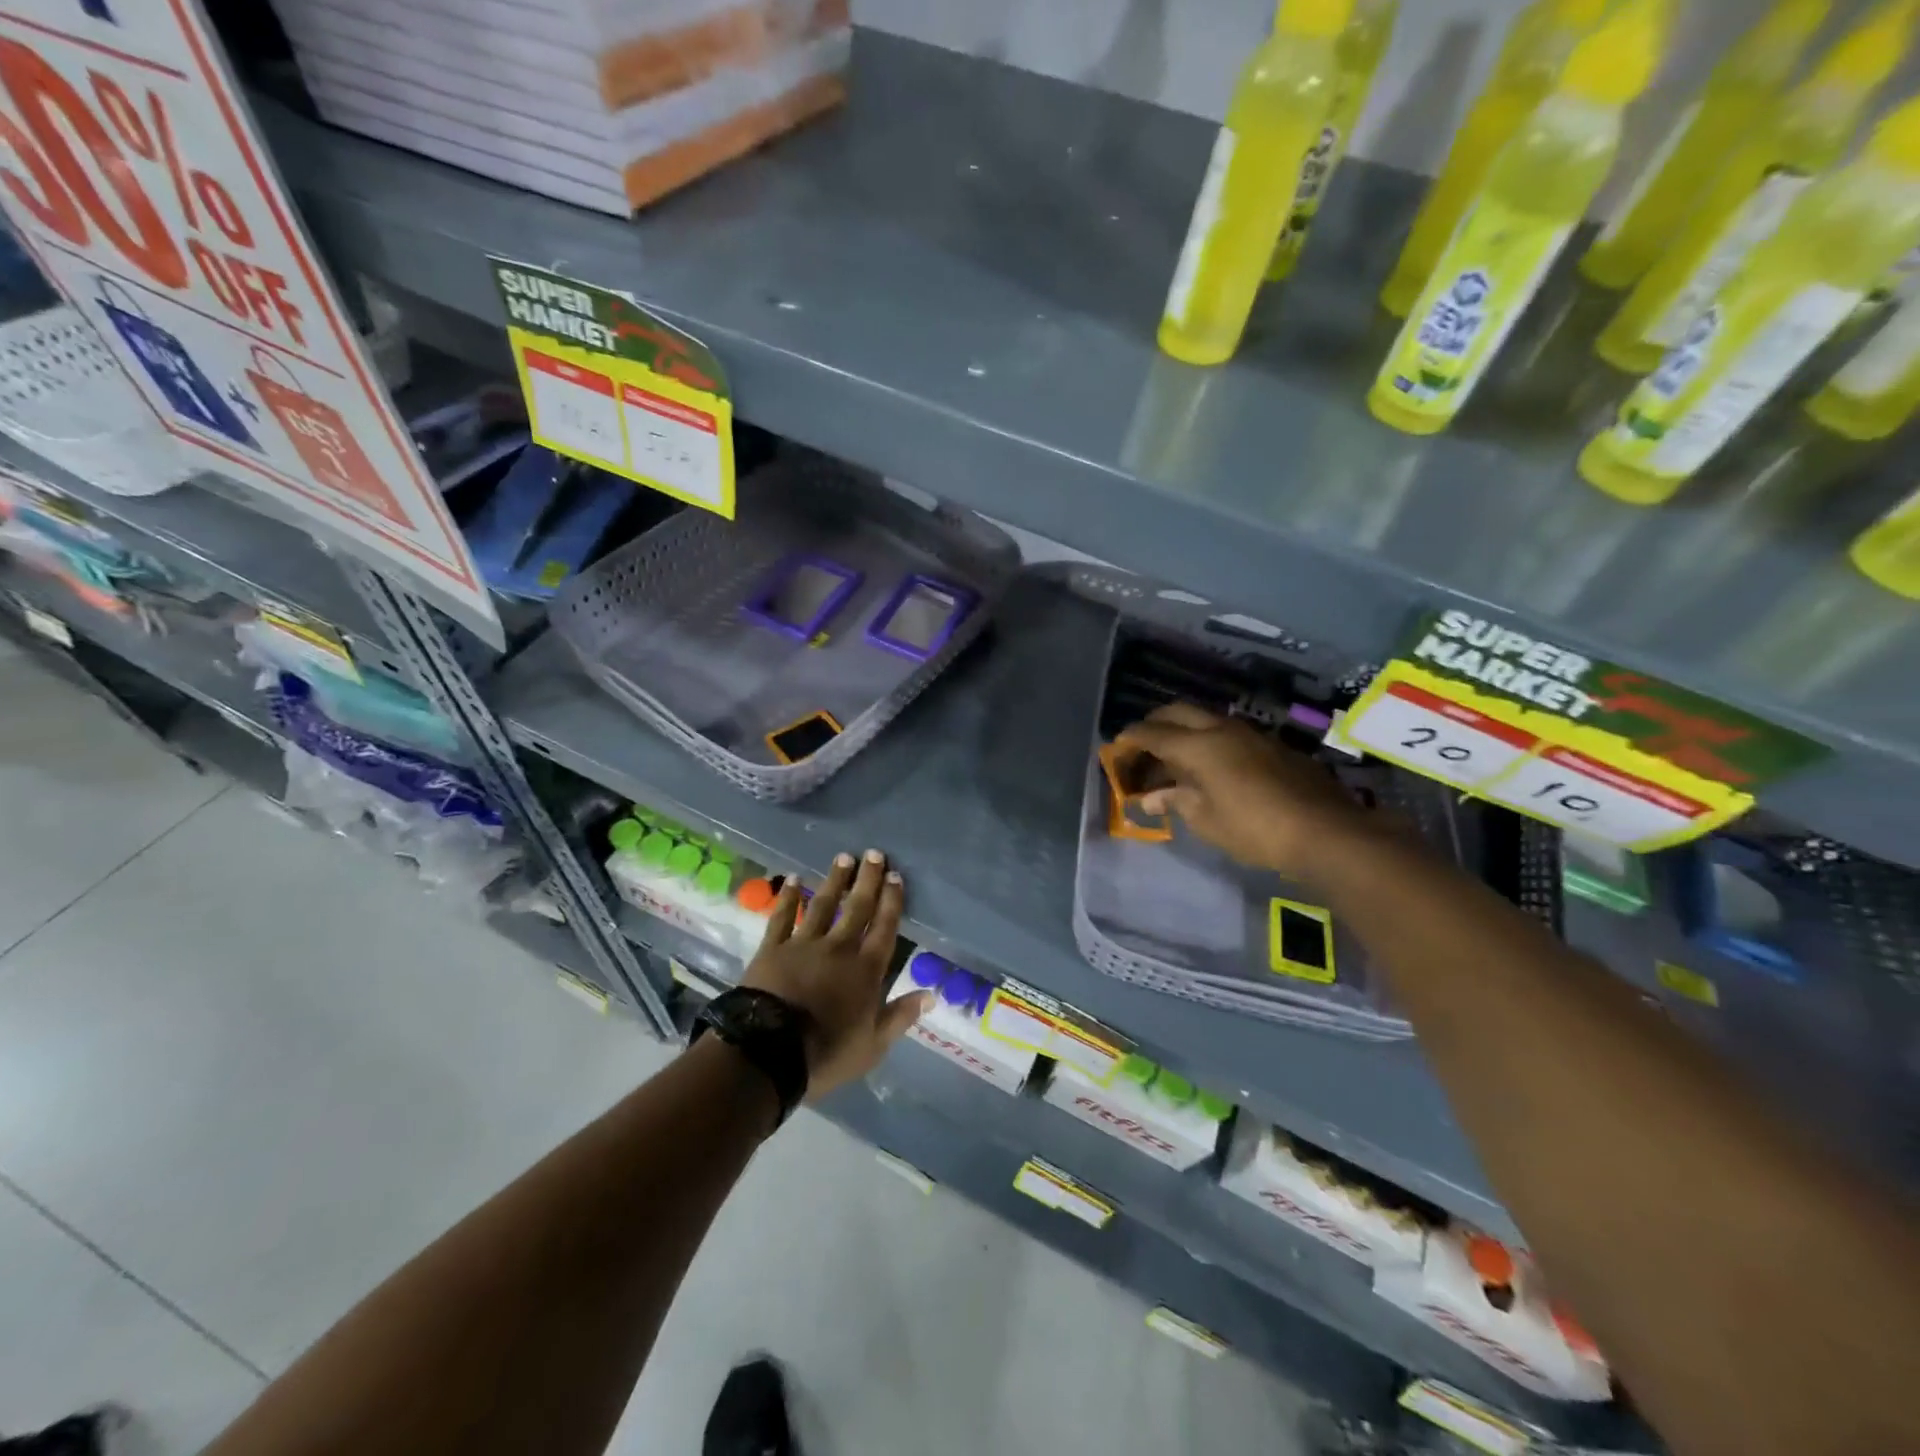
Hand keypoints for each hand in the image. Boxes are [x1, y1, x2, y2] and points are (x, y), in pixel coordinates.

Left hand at [741, 849, 928, 1100]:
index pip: (884, 928)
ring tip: (843, 858)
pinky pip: (781, 917)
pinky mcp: (773, 948)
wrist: (769, 1052)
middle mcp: (839, 948)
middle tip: (874, 854)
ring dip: (834, 881)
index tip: (895, 876)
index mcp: (866, 970)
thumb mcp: (873, 1045)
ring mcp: (804, 944)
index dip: (892, 901)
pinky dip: (787, 898)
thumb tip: (931, 995)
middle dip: (867, 880)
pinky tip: (792, 879)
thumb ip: (900, 1016)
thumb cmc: (826, 1053)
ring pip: (823, 905)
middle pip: (857, 908)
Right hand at [1113, 702, 1368, 878]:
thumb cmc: (1254, 829)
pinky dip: (1208, 740)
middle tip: (1141, 744)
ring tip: (1173, 758)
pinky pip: (1228, 732)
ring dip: (1184, 730)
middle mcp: (1222, 729)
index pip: (1153, 733)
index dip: (1130, 739)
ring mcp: (1251, 734)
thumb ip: (1176, 801)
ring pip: (1206, 719)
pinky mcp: (1272, 746)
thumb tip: (1150, 797)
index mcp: (1199, 746)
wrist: (1325, 831)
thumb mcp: (1206, 820)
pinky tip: (1210, 766)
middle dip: (1154, 723)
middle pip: (1177, 712)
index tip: (1116, 747)